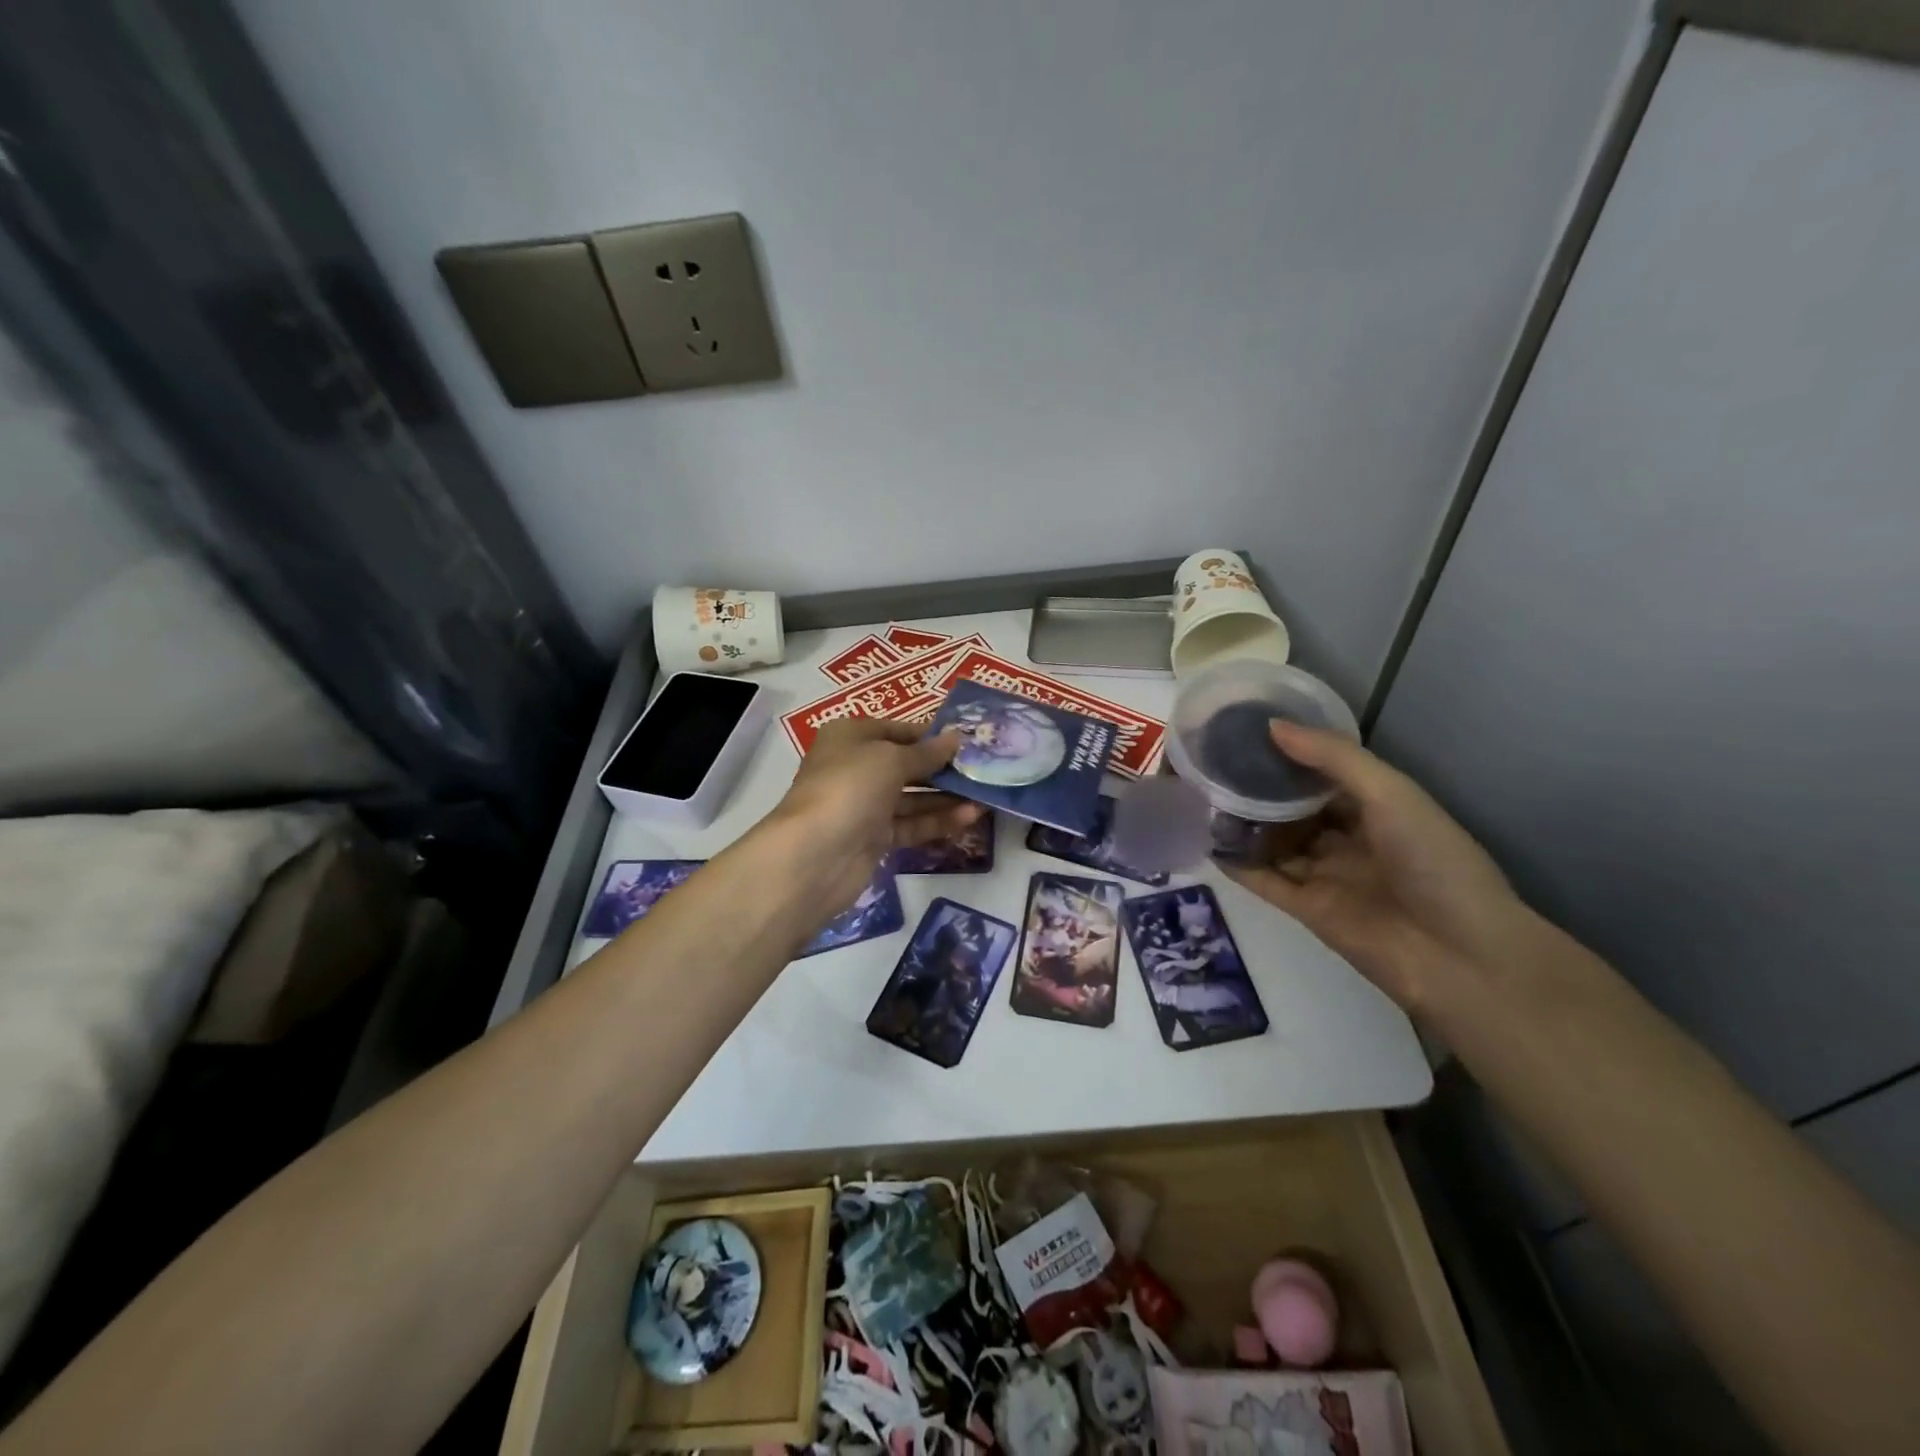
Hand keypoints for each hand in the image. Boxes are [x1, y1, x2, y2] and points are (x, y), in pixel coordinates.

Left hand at [766, 719, 984, 914]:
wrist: (816, 855)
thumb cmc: (851, 787)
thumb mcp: (891, 758)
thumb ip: (926, 752)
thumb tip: (956, 738)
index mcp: (850, 737)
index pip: (897, 730)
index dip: (931, 735)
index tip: (967, 740)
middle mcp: (855, 768)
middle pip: (906, 764)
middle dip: (943, 767)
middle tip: (983, 768)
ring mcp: (864, 805)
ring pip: (912, 797)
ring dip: (947, 796)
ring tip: (985, 794)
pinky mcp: (874, 838)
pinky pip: (912, 824)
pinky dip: (938, 820)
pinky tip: (971, 816)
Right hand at [1219, 722, 1531, 1013]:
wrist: (1460, 957)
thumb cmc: (1435, 862)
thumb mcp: (1391, 794)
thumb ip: (1332, 758)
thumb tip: (1271, 726)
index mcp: (1379, 809)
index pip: (1325, 776)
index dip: (1290, 755)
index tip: (1246, 733)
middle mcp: (1350, 840)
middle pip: (1295, 810)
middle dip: (1261, 789)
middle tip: (1213, 763)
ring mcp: (1327, 876)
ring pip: (1276, 843)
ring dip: (1244, 824)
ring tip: (1199, 796)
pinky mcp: (1307, 910)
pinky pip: (1266, 881)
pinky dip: (1238, 864)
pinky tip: (1207, 841)